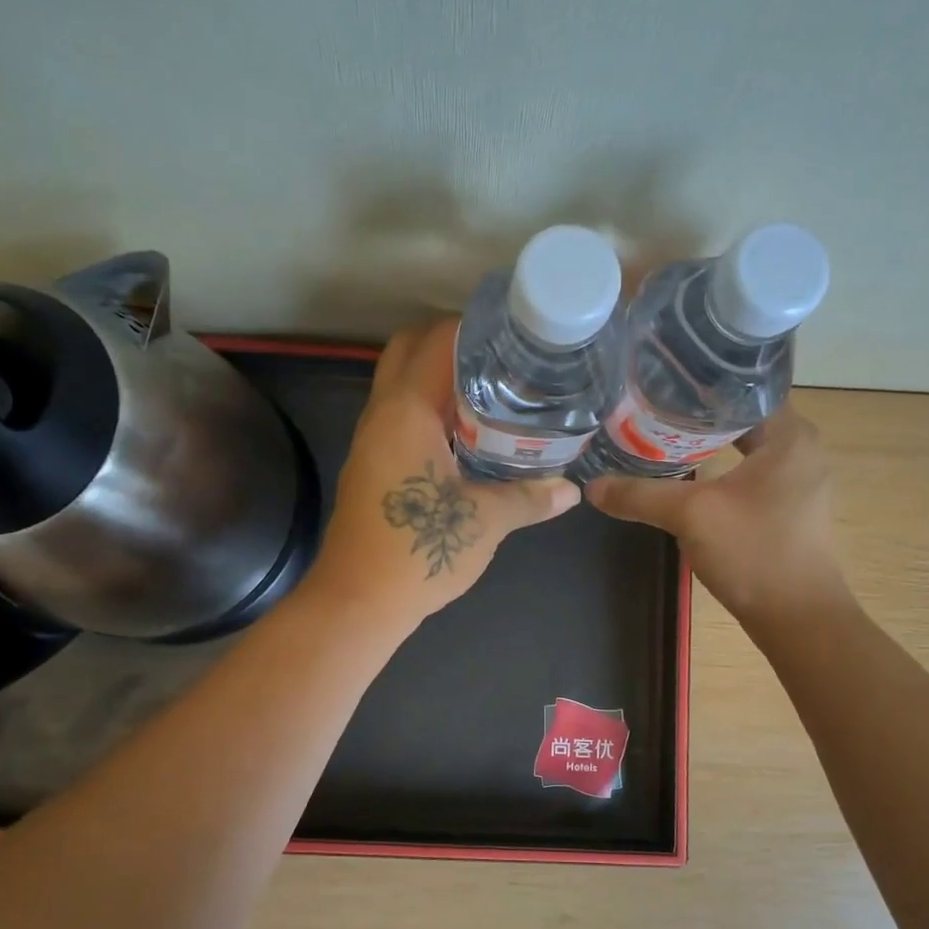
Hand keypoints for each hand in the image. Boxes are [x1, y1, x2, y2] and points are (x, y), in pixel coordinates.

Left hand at [303, 320, 580, 630]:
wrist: (358, 600)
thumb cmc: (418, 551)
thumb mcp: (484, 522)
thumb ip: (529, 497)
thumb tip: (570, 489)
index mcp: (407, 412)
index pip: (436, 341)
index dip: (475, 327)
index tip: (515, 331)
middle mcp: (382, 414)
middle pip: (408, 350)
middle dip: (451, 343)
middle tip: (501, 358)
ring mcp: (371, 440)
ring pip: (401, 384)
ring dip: (439, 378)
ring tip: (493, 388)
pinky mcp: (372, 464)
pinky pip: (400, 416)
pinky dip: (430, 409)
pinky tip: (467, 432)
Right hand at [585, 408, 851, 625]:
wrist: (797, 619)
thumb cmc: (754, 553)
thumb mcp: (691, 516)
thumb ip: (640, 495)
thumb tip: (592, 487)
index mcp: (789, 436)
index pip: (742, 389)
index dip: (699, 384)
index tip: (659, 383)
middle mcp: (799, 450)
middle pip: (738, 418)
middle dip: (694, 416)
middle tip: (648, 410)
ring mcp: (795, 481)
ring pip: (742, 449)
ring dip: (704, 446)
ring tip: (658, 438)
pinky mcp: (786, 509)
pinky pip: (746, 475)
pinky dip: (716, 471)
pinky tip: (684, 478)